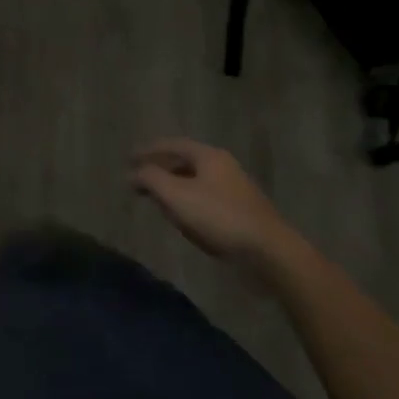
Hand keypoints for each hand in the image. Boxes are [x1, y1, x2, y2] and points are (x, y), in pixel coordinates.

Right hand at [131, 140, 300, 278]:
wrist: (270, 254)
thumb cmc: (219, 217)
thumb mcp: (176, 195)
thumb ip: (150, 179)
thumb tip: (132, 173)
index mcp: (209, 156)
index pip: (172, 144)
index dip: (148, 150)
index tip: (128, 159)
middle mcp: (223, 167)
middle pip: (185, 162)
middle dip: (161, 170)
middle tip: (141, 180)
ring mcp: (236, 191)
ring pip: (196, 183)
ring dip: (175, 188)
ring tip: (158, 200)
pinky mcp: (242, 214)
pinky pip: (207, 201)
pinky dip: (190, 204)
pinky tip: (184, 220)